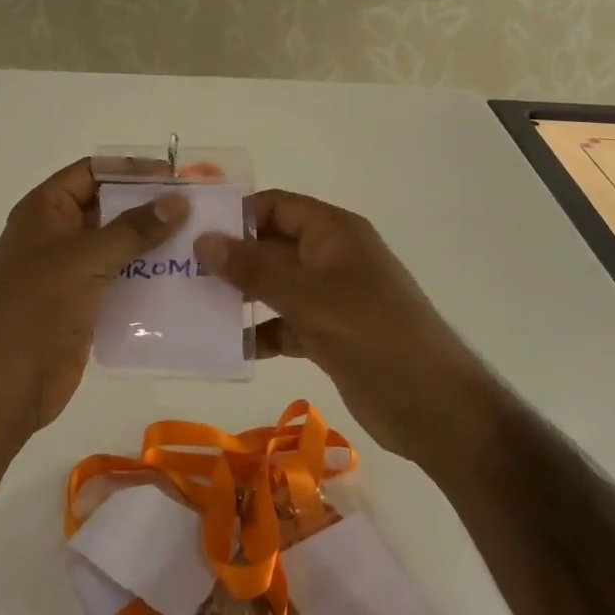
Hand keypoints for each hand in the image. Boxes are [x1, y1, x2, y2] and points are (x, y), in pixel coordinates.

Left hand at [0, 159, 188, 437]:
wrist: (5, 383)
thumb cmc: (37, 307)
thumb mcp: (85, 258)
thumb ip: (133, 229)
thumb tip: (178, 201)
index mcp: (46, 210)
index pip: (92, 173)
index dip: (132, 171)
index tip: (177, 178)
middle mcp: (58, 235)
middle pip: (109, 209)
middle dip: (151, 208)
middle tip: (199, 211)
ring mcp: (70, 272)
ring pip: (119, 247)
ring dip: (154, 246)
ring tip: (200, 245)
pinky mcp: (84, 305)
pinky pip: (121, 282)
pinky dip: (148, 280)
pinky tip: (183, 281)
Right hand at [195, 191, 487, 462]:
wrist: (435, 408)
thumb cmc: (374, 336)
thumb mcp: (310, 298)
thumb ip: (255, 270)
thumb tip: (203, 241)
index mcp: (334, 233)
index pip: (277, 206)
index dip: (237, 214)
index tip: (192, 232)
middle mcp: (330, 258)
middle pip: (271, 245)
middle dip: (230, 257)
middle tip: (179, 271)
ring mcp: (329, 298)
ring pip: (273, 287)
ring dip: (239, 296)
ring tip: (191, 306)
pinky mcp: (327, 335)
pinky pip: (283, 324)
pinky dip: (258, 333)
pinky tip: (226, 347)